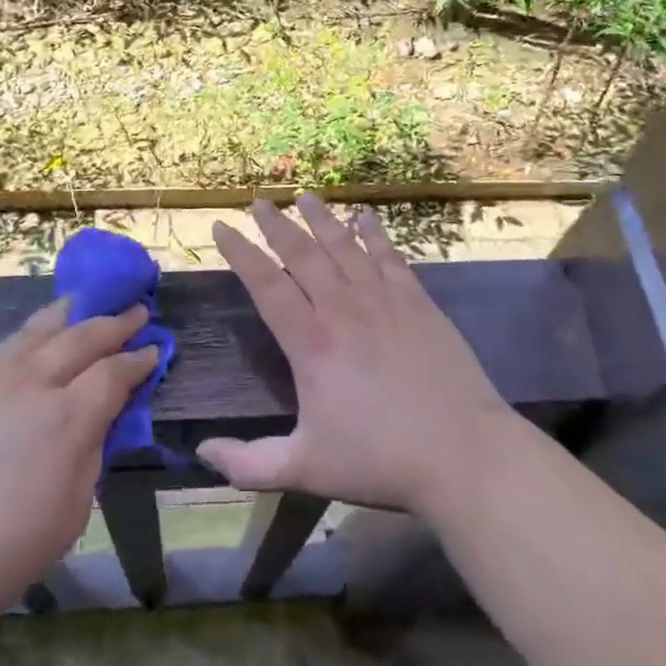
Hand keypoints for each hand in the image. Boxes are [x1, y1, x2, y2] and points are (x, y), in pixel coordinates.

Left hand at [0, 299, 157, 637]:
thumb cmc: (0, 553)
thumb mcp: (71, 514)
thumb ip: (91, 455)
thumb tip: (100, 419)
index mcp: (67, 419)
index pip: (114, 373)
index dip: (138, 360)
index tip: (154, 349)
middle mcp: (32, 384)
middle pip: (82, 337)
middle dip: (114, 323)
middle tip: (135, 311)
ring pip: (39, 330)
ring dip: (70, 314)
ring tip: (86, 303)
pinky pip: (5, 347)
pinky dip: (31, 335)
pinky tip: (35, 338)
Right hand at [198, 195, 519, 519]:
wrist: (463, 453)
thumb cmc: (380, 460)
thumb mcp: (305, 469)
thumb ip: (248, 463)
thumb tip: (202, 450)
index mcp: (311, 343)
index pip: (266, 284)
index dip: (240, 253)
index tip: (221, 227)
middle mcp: (342, 309)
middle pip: (302, 254)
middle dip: (276, 225)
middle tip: (259, 201)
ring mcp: (383, 300)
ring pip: (343, 247)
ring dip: (321, 219)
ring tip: (304, 196)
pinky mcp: (417, 302)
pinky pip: (389, 256)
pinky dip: (374, 233)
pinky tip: (365, 216)